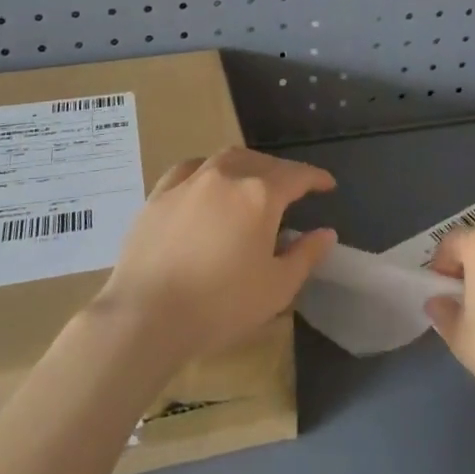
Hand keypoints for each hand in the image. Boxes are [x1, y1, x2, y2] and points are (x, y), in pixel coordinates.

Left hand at [94, 147, 336, 368]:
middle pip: (262, 163)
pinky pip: (191, 168)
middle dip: (282, 172)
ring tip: (253, 181)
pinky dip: (208, 169)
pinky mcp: (160, 193)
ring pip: (227, 159)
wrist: (146, 314)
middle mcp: (227, 175)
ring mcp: (190, 180)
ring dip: (247, 165)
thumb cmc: (219, 306)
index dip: (316, 178)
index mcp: (260, 195)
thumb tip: (325, 232)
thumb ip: (305, 255)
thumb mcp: (276, 288)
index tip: (328, 184)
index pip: (297, 176)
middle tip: (291, 189)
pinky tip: (207, 182)